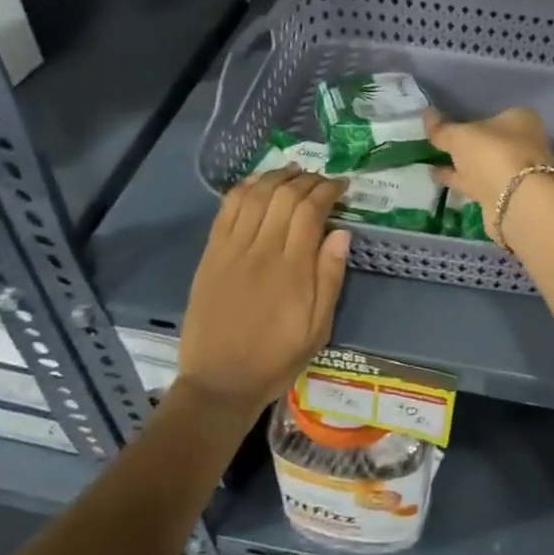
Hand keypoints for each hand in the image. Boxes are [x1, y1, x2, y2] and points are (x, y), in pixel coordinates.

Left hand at [179, 168, 350, 413]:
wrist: (219, 382)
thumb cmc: (276, 358)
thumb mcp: (318, 328)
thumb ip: (330, 278)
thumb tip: (342, 232)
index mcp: (293, 270)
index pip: (311, 211)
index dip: (328, 190)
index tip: (341, 185)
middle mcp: (262, 251)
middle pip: (284, 197)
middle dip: (306, 180)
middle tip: (321, 179)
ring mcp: (232, 250)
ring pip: (255, 196)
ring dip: (276, 177)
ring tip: (293, 172)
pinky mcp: (211, 254)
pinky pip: (226, 210)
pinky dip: (244, 189)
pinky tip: (257, 183)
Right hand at [423, 106, 553, 226]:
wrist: (516, 202)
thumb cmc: (492, 154)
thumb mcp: (459, 137)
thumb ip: (441, 128)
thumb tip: (425, 113)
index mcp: (520, 120)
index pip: (493, 115)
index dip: (470, 119)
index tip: (449, 124)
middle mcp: (523, 143)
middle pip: (489, 141)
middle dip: (467, 144)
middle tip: (437, 142)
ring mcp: (516, 171)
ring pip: (484, 163)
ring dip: (461, 163)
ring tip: (430, 160)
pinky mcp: (507, 194)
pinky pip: (478, 181)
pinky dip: (460, 179)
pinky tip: (437, 176)